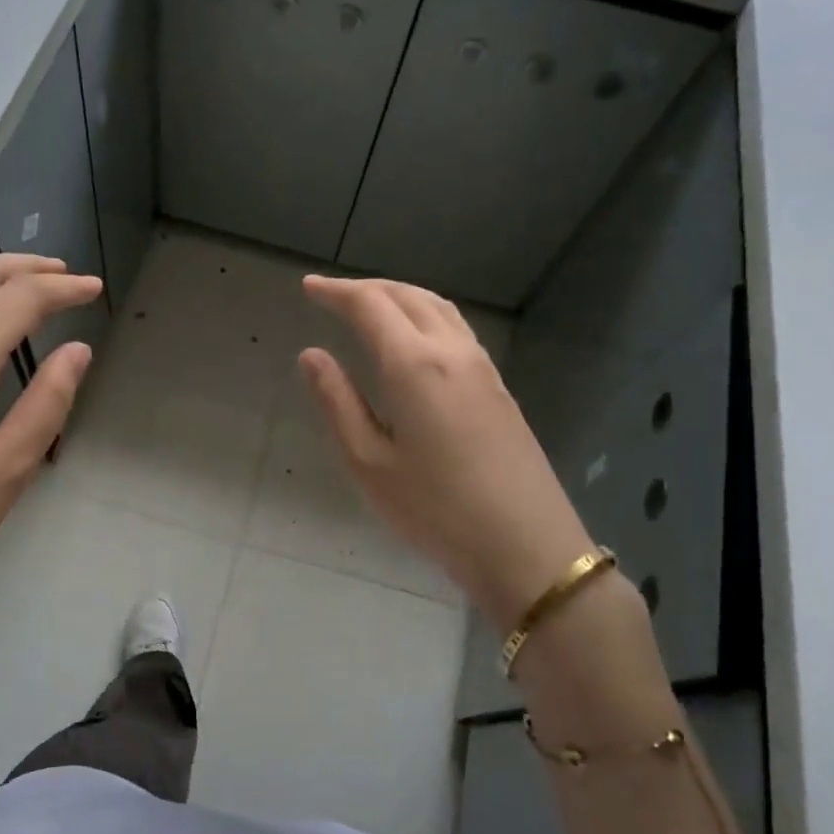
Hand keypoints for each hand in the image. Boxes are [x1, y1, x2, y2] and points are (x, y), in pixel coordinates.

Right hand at [299, 276, 594, 630]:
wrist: (525, 545)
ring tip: (371, 306)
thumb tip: (311, 355)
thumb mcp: (369, 462)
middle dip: (367, 287)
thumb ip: (337, 401)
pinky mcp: (498, 385)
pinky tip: (415, 338)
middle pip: (407, 295)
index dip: (336, 292)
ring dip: (400, 295)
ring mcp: (481, 366)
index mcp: (414, 364)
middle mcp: (451, 351)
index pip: (370, 305)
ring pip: (438, 307)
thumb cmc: (435, 510)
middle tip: (332, 295)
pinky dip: (425, 314)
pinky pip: (456, 328)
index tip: (308, 288)